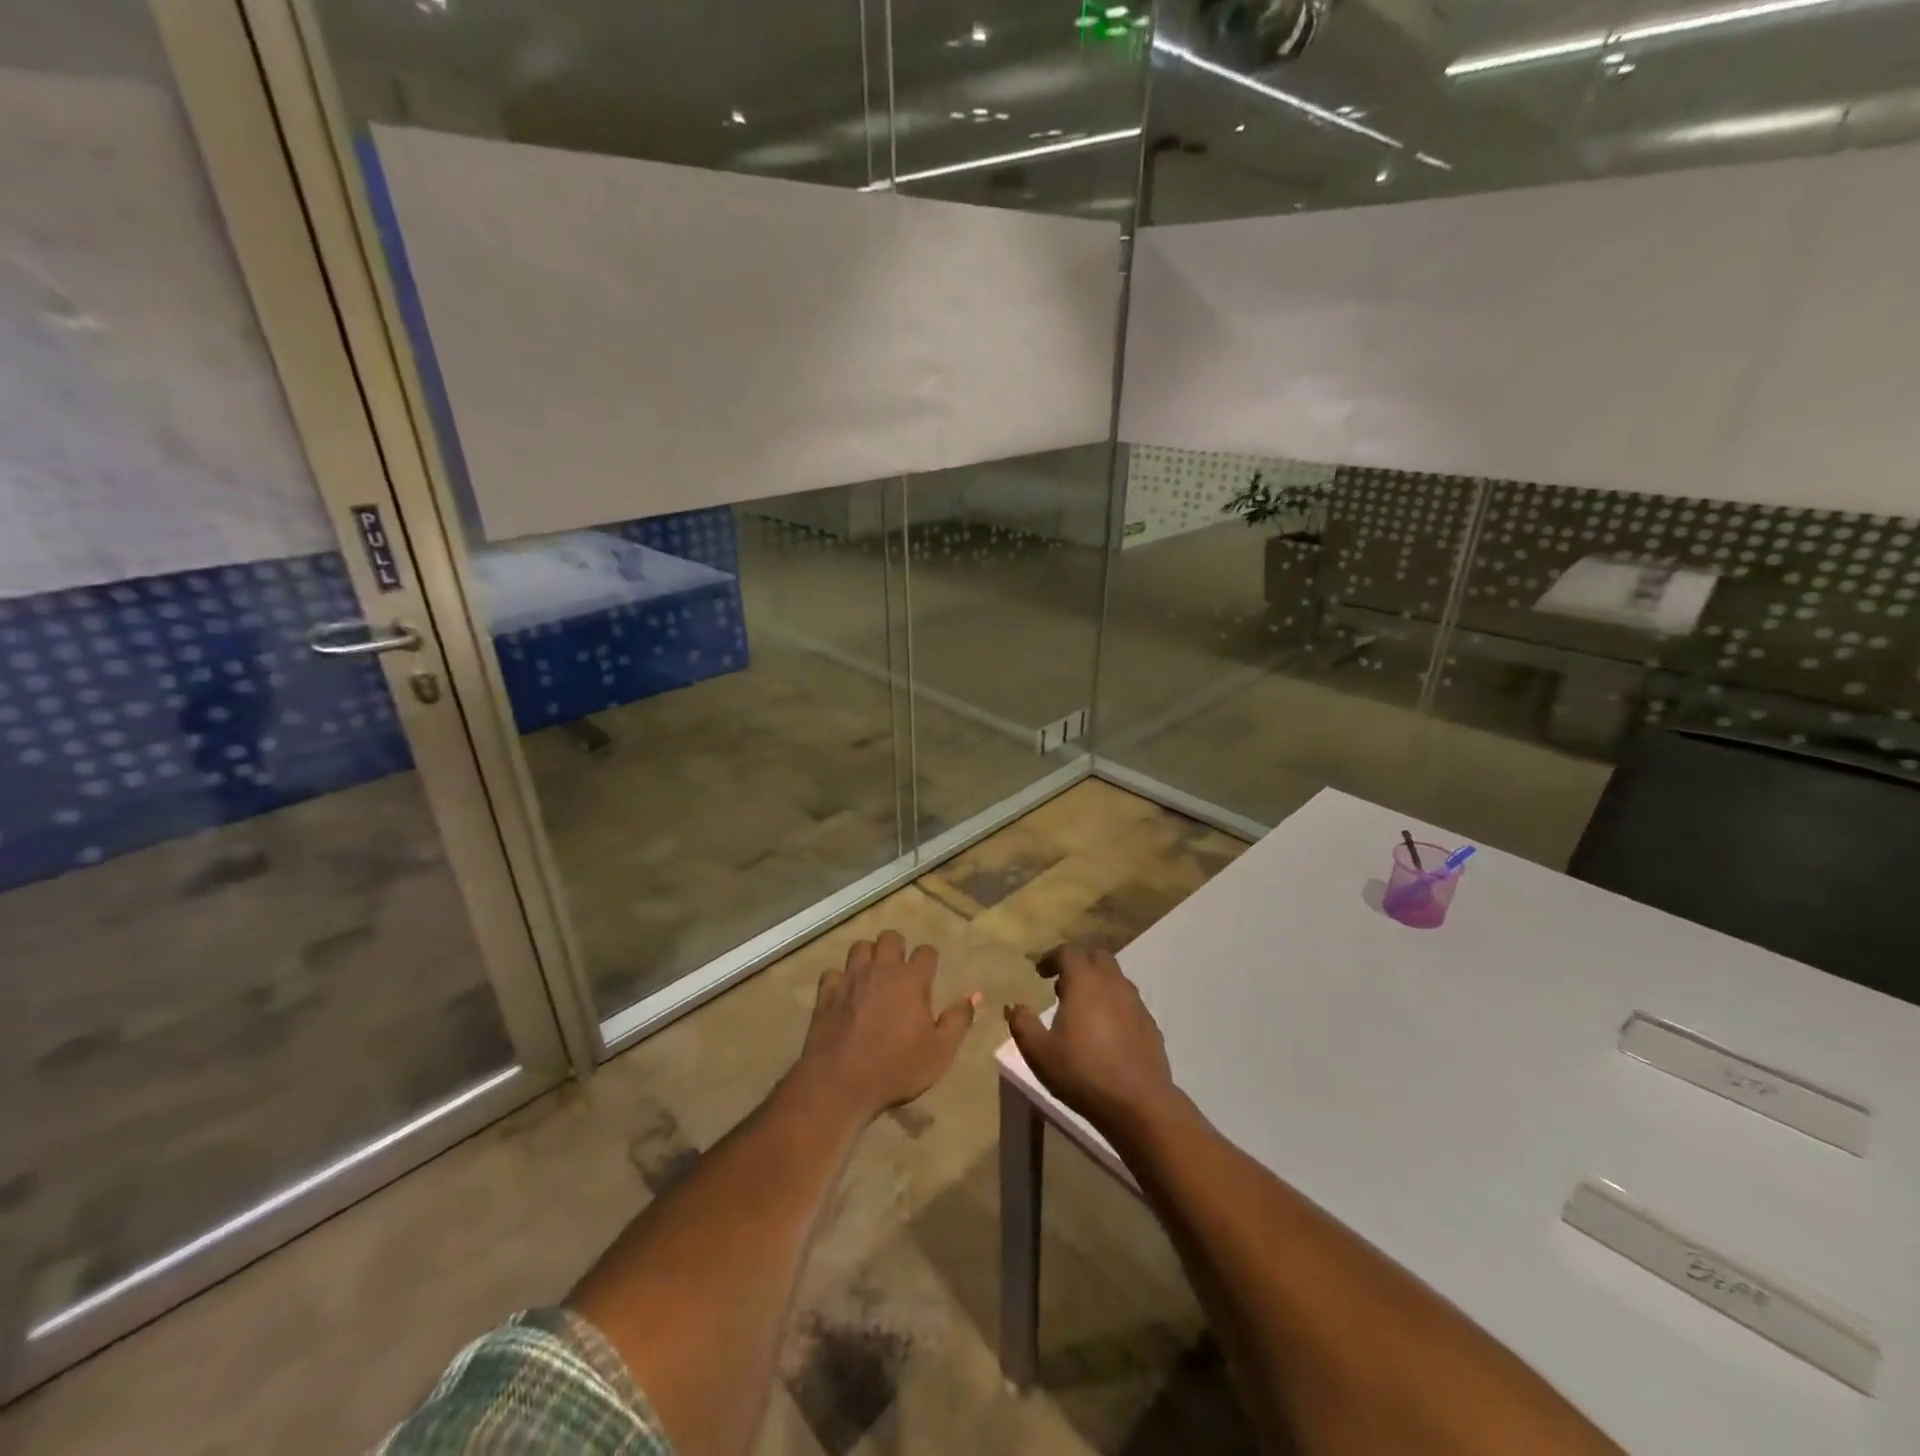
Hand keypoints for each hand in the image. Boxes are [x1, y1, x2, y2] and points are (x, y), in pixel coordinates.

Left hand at [793, 930, 979, 1123]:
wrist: (840, 1083)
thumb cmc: (896, 1068)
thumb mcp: (940, 1051)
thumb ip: (958, 1020)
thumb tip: (975, 995)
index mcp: (911, 979)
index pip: (926, 952)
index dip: (930, 959)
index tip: (929, 972)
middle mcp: (881, 969)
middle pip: (890, 937)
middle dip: (897, 947)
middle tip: (900, 969)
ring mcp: (851, 978)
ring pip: (860, 947)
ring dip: (868, 956)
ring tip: (872, 974)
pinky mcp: (826, 992)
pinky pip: (833, 972)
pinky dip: (840, 979)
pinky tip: (843, 993)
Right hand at [1005, 943, 1182, 1140]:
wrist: (1139, 1103)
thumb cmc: (1083, 1073)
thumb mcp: (1039, 1052)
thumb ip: (1022, 1024)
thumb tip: (1014, 1006)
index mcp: (1085, 982)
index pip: (1068, 952)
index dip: (1051, 957)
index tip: (1040, 973)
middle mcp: (1112, 983)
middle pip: (1096, 957)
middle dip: (1078, 964)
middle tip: (1062, 986)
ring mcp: (1135, 1002)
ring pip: (1115, 978)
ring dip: (1097, 983)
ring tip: (1082, 1009)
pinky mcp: (1150, 1023)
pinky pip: (1128, 1001)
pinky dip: (1114, 1004)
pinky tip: (1106, 1031)